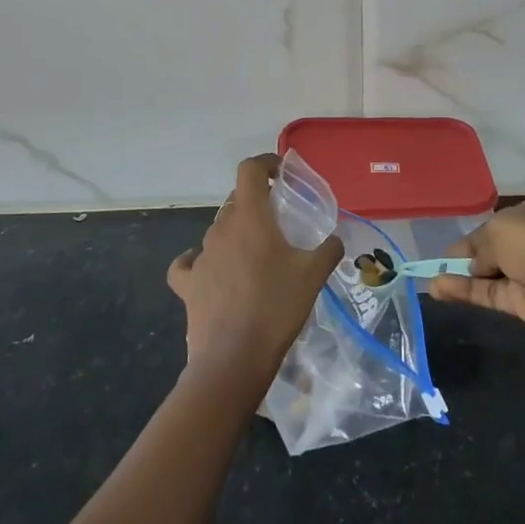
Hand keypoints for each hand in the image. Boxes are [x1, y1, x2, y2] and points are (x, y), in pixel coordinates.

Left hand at [166, 154, 342, 383]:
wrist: (233, 359)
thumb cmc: (276, 308)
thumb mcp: (313, 276)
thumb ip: (328, 250)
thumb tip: (337, 239)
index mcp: (250, 217)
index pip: (250, 170)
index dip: (265, 164)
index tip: (281, 174)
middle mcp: (221, 229)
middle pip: (237, 201)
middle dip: (256, 203)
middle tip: (278, 222)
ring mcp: (201, 256)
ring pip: (218, 231)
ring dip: (236, 234)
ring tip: (256, 255)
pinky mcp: (188, 284)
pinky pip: (189, 263)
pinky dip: (198, 261)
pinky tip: (211, 269)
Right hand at [428, 195, 524, 346]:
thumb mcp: (497, 229)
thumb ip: (478, 246)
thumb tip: (471, 264)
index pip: (497, 222)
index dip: (473, 234)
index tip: (448, 247)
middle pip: (493, 248)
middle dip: (466, 255)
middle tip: (435, 264)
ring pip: (488, 273)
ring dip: (460, 275)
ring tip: (428, 280)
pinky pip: (489, 293)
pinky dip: (465, 290)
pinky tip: (439, 289)